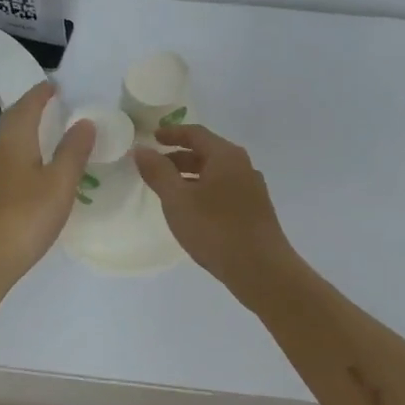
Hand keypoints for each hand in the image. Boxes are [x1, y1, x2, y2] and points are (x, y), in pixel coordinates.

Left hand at [0, 81, 95, 291]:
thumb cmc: (25, 217)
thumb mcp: (60, 183)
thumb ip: (74, 151)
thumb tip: (85, 121)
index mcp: (14, 140)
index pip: (28, 105)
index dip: (42, 93)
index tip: (57, 84)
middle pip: (13, 118)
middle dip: (32, 107)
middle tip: (54, 102)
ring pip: (8, 138)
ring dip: (26, 128)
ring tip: (48, 128)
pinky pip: (7, 157)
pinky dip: (22, 149)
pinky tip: (33, 165)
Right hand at [134, 124, 296, 291]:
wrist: (262, 270)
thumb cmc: (216, 229)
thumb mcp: (178, 200)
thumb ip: (158, 172)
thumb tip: (142, 149)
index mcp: (226, 156)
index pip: (195, 133)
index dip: (172, 133)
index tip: (152, 138)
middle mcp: (243, 166)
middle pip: (207, 152)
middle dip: (179, 157)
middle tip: (155, 168)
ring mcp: (252, 188)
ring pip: (216, 173)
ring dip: (191, 176)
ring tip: (169, 191)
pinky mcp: (255, 210)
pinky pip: (224, 190)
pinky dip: (204, 191)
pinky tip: (193, 211)